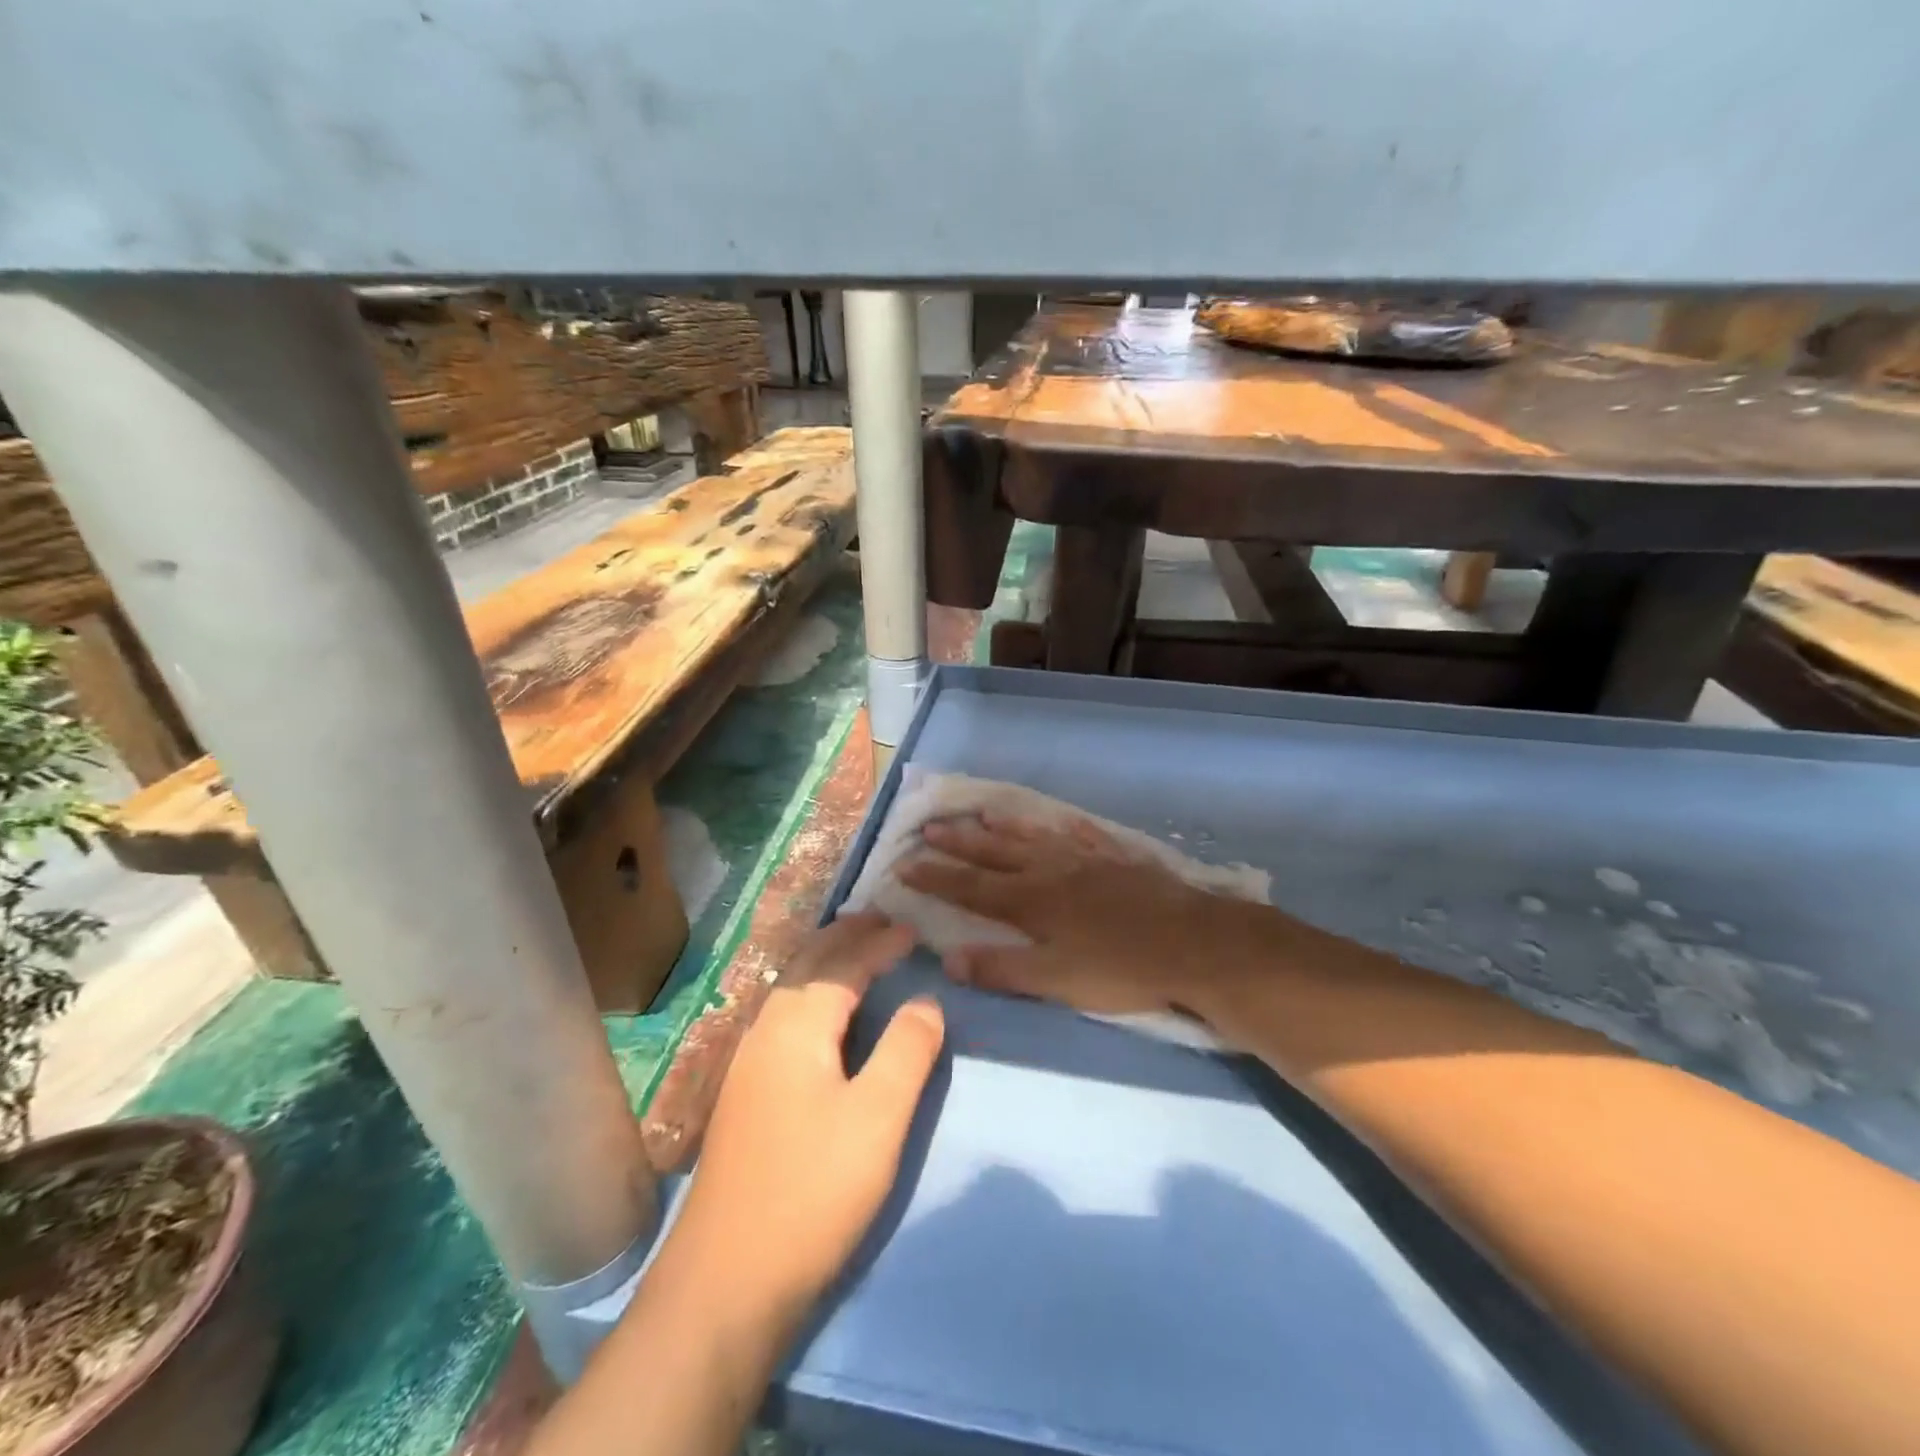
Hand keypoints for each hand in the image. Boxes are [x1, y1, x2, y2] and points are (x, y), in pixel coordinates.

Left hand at [662, 914, 943, 1335]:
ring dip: (824, 961)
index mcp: (798, 1025)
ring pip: (789, 988)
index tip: (914, 929)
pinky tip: (818, 1014)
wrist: (724, 1282)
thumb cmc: (812, 1190)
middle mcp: (766, 1030)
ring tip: (853, 951)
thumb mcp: (878, 1117)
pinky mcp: (744, 1094)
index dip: (880, 943)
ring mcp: (747, 1063)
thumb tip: (926, 1000)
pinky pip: (782, 1014)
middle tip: (881, 920)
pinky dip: (810, 991)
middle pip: (808, 964)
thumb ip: (907, 1049)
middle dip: (846, 937)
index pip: (845, 964)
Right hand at [899, 813, 1249, 1018]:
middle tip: (930, 826)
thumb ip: (1002, 968)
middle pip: (996, 853)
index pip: (971, 887)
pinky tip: (1057, 820)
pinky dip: (1063, 827)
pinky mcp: (1118, 858)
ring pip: (1035, 836)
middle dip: (960, 842)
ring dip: (1004, 826)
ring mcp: (1087, 859)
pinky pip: (1082, 835)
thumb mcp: (1056, 980)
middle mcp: (1051, 871)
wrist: (1194, 944)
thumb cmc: (1121, 969)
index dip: (936, 876)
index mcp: (1031, 902)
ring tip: (980, 812)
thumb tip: (948, 958)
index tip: (905, 863)